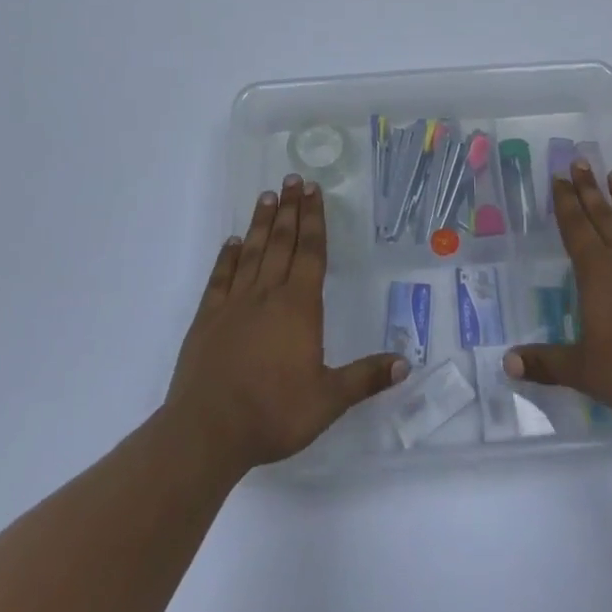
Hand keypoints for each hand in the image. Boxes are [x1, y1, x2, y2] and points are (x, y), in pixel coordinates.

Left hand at [166, 175, 407, 474]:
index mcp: (299, 307)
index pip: (311, 252)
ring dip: (262, 223)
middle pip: (282, 243)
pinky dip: (227, 256)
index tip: (314, 191)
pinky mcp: (207, 318)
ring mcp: (234, 304)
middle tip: (293, 179)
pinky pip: (221, 278)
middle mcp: (267, 295)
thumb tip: (405, 362)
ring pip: (252, 252)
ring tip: (267, 196)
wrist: (207, 432)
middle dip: (291, 209)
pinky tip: (232, 242)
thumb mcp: (328, 401)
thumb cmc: (273, 414)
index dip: (314, 219)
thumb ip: (365, 378)